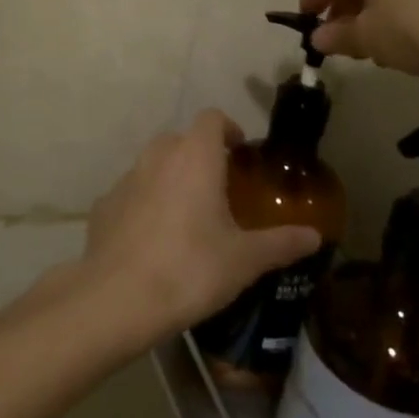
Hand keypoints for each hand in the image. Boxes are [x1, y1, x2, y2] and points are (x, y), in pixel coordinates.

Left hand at [80, 111, 320, 346]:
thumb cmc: (190, 269)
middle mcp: (158, 156)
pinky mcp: (103, 205)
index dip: (228, 129)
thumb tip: (315, 236)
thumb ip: (281, 243)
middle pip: (181, 139)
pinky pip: (131, 194)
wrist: (117, 299)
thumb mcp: (244, 260)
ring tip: (186, 217)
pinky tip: (152, 240)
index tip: (240, 152)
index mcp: (195, 156)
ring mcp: (126, 179)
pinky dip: (143, 205)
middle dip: (200, 156)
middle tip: (219, 189)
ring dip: (170, 179)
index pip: (212, 118)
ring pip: (153, 165)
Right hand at [300, 0, 418, 77]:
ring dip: (374, 4)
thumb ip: (339, 36)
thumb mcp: (370, 38)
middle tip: (346, 42)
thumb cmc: (418, 21)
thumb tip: (321, 37)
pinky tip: (410, 29)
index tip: (310, 32)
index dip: (313, 5)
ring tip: (379, 42)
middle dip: (345, 5)